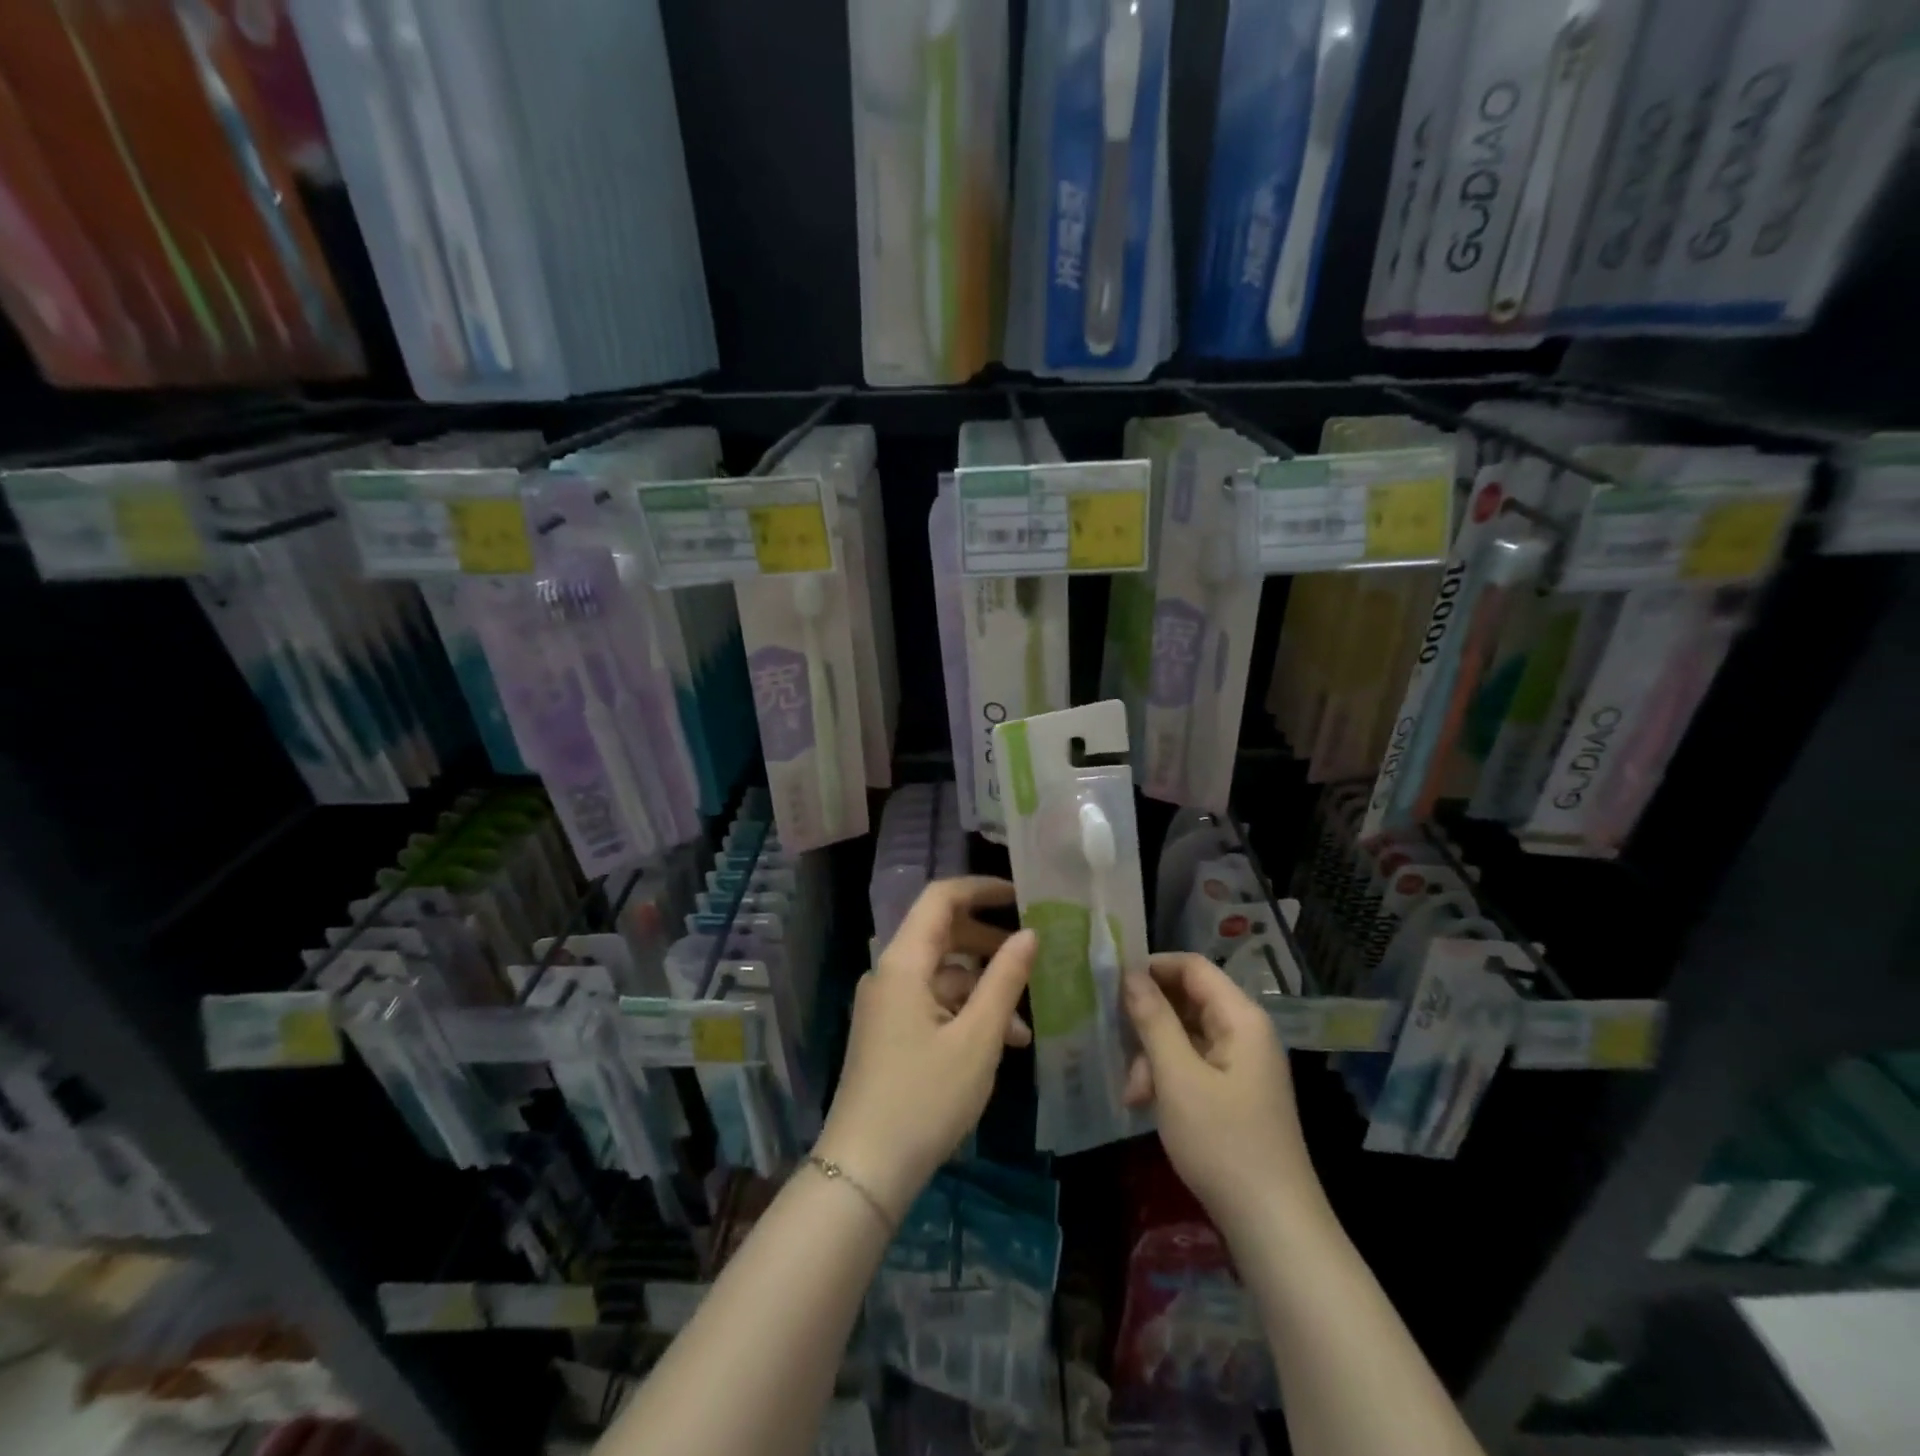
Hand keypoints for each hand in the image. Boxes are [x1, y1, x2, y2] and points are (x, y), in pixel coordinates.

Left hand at [815, 877, 1034, 1219]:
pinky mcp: (889, 1031)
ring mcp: (886, 1004)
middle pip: (942, 934)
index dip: (981, 888)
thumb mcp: (977, 1038)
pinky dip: (965, 1013)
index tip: (1022, 895)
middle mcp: (889, 973)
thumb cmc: (925, 1098)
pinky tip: (999, 1044)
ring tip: (1026, 1023)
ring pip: (942, 973)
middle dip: (989, 942)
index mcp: (903, 962)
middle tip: (1033, 953)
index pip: (941, 898)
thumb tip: (1029, 934)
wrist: (864, 1170)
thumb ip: (1005, 980)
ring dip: (983, 988)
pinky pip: (932, 1003)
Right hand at [1122, 952, 1319, 1235]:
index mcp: (1241, 1018)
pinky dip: (1168, 1077)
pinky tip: (1146, 1105)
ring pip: (1185, 1035)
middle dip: (1148, 1021)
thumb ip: (1153, 1020)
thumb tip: (1130, 974)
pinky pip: (1193, 1064)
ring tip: (1133, 1092)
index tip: (1112, 983)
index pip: (1192, 967)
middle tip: (1116, 1042)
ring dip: (1153, 1056)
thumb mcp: (1177, 1077)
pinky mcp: (1235, 1092)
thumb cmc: (1224, 1143)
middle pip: (1187, 1001)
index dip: (1152, 967)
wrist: (1273, 1226)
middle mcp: (1245, 1033)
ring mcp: (1241, 1064)